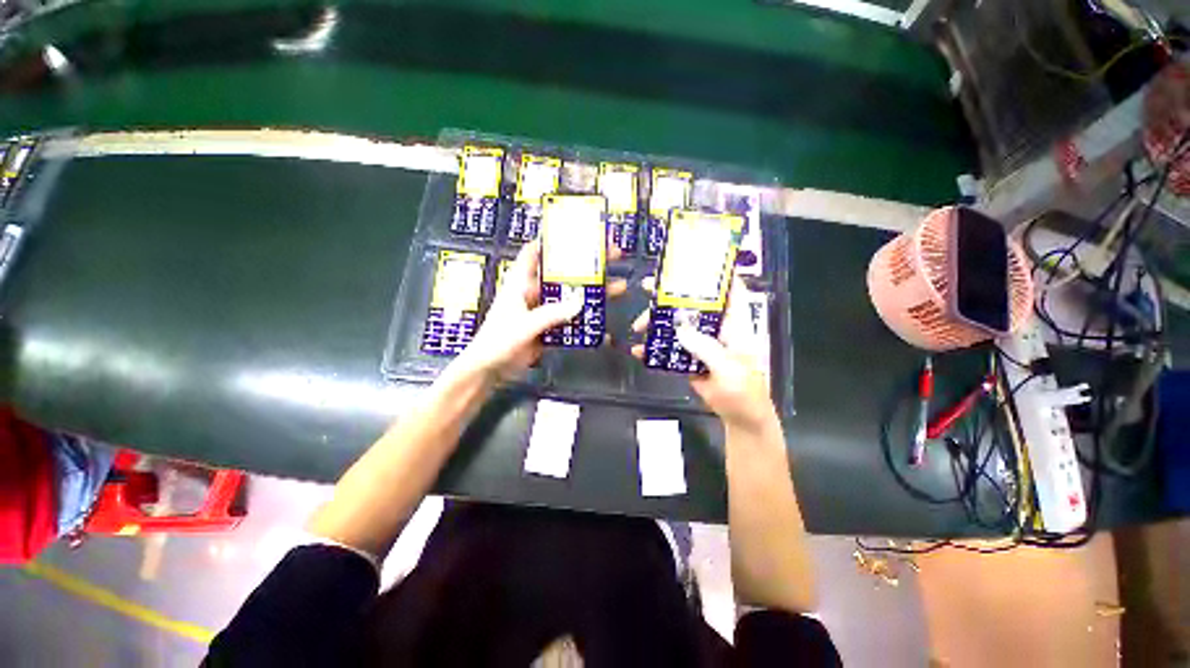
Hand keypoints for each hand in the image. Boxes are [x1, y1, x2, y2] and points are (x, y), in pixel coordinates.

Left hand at [456, 239, 625, 381]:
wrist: (490, 371)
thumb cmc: (499, 341)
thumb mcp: (524, 325)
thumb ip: (551, 314)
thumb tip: (581, 301)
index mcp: (520, 283)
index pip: (534, 253)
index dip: (551, 240)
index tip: (576, 232)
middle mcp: (534, 293)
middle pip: (562, 274)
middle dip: (585, 265)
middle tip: (611, 256)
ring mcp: (543, 311)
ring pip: (570, 297)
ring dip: (591, 293)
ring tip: (618, 286)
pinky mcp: (549, 328)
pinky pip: (570, 320)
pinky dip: (585, 321)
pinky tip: (603, 323)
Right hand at [631, 277, 777, 432]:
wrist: (739, 417)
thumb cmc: (744, 391)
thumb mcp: (729, 369)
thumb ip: (705, 347)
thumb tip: (679, 328)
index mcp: (734, 323)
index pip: (728, 289)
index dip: (713, 273)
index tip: (690, 262)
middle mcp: (717, 327)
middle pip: (693, 303)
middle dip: (670, 294)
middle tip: (646, 286)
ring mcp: (701, 342)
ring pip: (677, 324)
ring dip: (656, 323)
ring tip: (637, 326)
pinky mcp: (689, 357)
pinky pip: (670, 347)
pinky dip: (654, 348)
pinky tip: (639, 351)